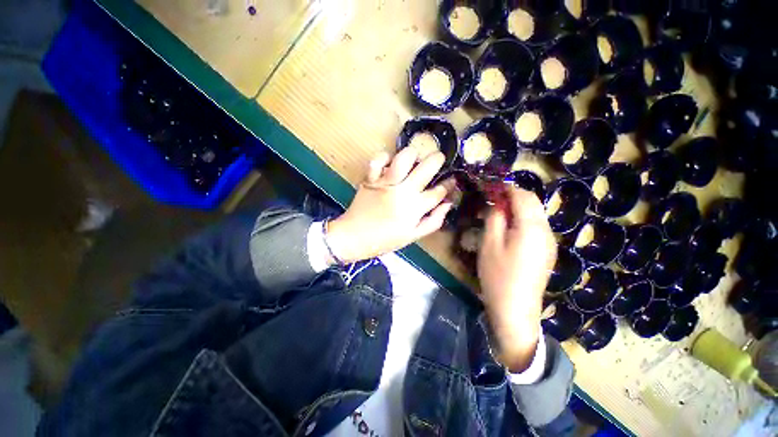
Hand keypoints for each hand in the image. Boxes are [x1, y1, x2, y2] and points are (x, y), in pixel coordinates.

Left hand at [326, 148, 453, 263]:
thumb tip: (448, 204)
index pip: (439, 192)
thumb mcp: (413, 236)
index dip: (449, 184)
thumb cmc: (385, 240)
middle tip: (439, 158)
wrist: (354, 238)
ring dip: (413, 153)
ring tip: (415, 157)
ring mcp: (385, 183)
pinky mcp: (370, 179)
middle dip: (438, 159)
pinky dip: (384, 157)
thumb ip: (433, 221)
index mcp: (415, 209)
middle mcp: (403, 192)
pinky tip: (390, 162)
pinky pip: (377, 160)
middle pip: (426, 168)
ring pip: (403, 158)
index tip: (452, 180)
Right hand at [478, 186, 556, 372]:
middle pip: (533, 203)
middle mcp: (546, 231)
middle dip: (513, 196)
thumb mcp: (489, 243)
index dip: (506, 188)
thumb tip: (496, 202)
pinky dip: (522, 220)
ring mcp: (549, 242)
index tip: (490, 186)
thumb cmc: (498, 275)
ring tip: (497, 213)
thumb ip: (494, 218)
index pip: (522, 196)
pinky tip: (508, 229)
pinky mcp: (546, 252)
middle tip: (491, 199)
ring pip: (535, 214)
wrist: (515, 308)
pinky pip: (536, 227)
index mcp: (532, 227)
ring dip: (517, 208)